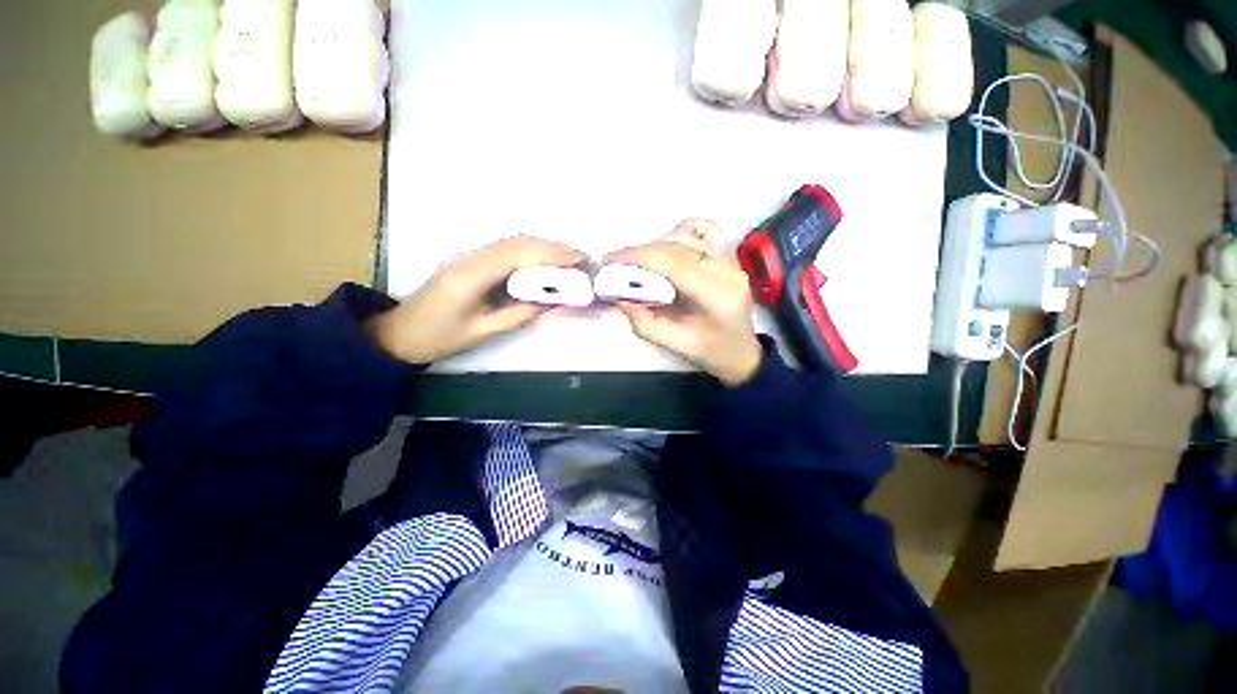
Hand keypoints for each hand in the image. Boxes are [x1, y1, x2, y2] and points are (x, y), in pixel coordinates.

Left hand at [369, 235, 581, 362]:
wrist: (400, 333)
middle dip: (551, 247)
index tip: (577, 261)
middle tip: (579, 260)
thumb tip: (554, 300)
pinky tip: (543, 263)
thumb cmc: (439, 337)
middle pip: (516, 241)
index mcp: (470, 275)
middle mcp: (469, 256)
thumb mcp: (484, 331)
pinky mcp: (470, 260)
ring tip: (567, 260)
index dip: (550, 254)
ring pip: (512, 242)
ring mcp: (468, 255)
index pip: (517, 254)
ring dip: (542, 247)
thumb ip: (521, 313)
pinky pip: (505, 249)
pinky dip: (529, 252)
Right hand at [608, 219, 762, 386]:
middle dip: (641, 252)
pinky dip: (676, 238)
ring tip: (636, 263)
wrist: (742, 353)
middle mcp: (728, 271)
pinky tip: (663, 251)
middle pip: (677, 246)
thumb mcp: (676, 345)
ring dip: (655, 246)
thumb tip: (619, 299)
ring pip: (686, 236)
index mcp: (718, 295)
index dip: (639, 257)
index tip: (611, 261)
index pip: (674, 263)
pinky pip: (700, 234)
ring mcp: (730, 261)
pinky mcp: (726, 258)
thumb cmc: (713, 353)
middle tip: (616, 265)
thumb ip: (645, 323)